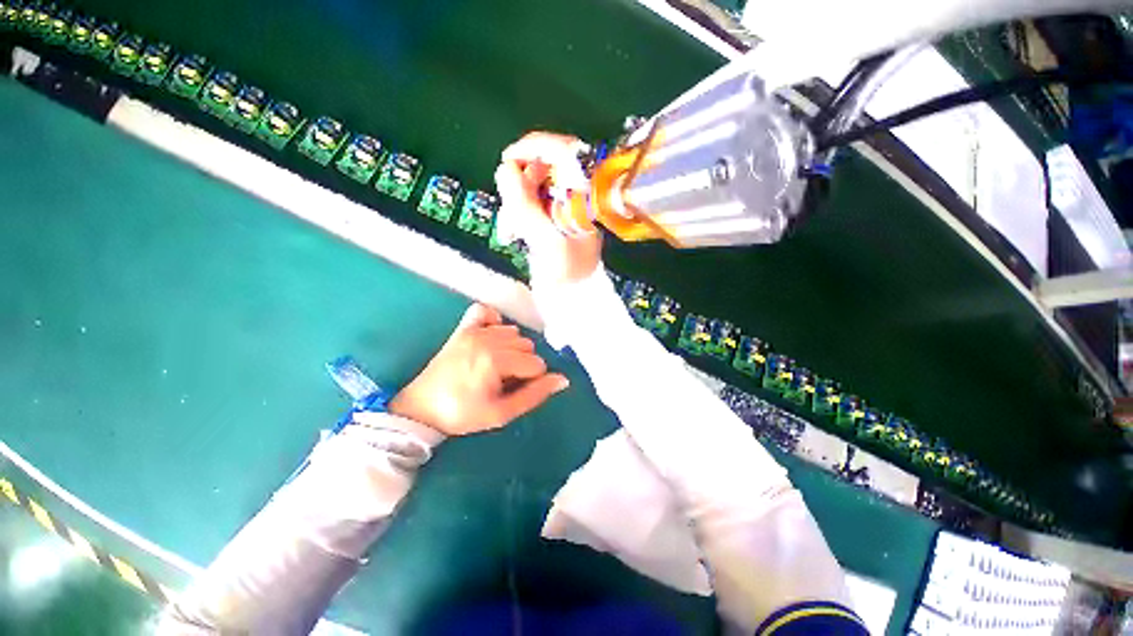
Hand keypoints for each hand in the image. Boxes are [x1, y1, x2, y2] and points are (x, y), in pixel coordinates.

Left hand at [388, 303, 569, 435]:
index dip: (532, 380)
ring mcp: (474, 331)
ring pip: (513, 332)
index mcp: (495, 361)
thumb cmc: (463, 414)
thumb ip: (534, 395)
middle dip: (523, 364)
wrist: (421, 408)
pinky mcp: (464, 328)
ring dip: (512, 348)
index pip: (536, 364)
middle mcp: (487, 339)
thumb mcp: (501, 413)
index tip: (515, 389)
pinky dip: (495, 323)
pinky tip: (491, 339)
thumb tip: (562, 380)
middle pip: (527, 346)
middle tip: (506, 381)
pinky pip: (487, 312)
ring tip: (497, 366)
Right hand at [494, 132, 602, 288]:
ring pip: (533, 187)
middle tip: (510, 213)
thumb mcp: (546, 240)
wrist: (575, 301)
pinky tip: (513, 233)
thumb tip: (505, 168)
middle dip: (519, 188)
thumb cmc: (567, 275)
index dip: (533, 147)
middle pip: (544, 169)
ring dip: (515, 205)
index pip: (564, 151)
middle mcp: (578, 196)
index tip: (508, 159)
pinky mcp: (555, 219)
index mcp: (586, 197)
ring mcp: (567, 207)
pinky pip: (532, 203)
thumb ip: (525, 204)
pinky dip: (519, 215)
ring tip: (509, 232)